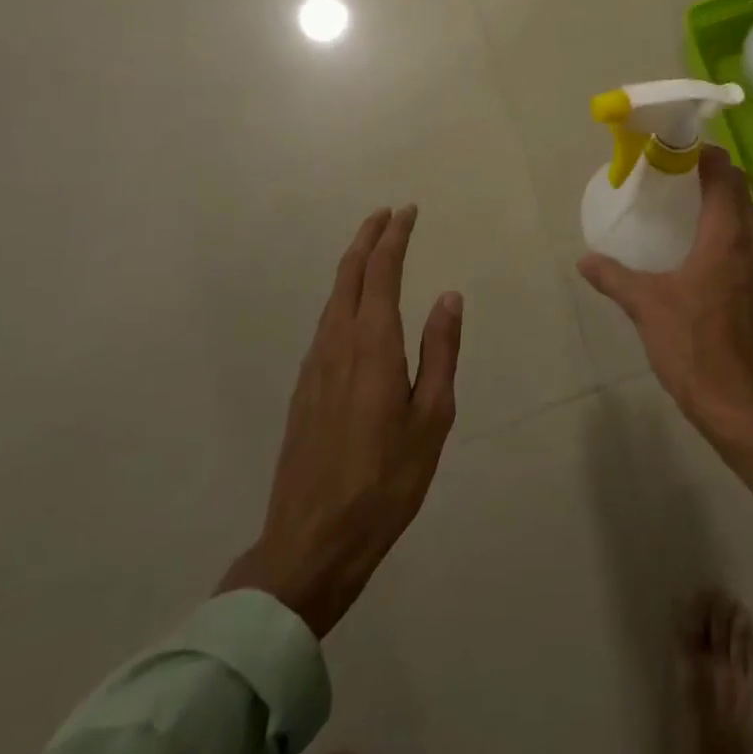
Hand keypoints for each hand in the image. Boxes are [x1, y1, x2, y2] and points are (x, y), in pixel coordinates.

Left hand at [218, 206, 463, 636]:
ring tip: (372, 250)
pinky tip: (352, 308)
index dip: (394, 238)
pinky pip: (325, 324)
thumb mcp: (432, 417)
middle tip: (387, 215)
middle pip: (349, 275)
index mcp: (373, 345)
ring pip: (333, 298)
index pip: (382, 273)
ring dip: (353, 265)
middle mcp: (337, 344)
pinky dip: (343, 297)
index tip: (407, 212)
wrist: (312, 541)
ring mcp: (314, 366)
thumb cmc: (386, 480)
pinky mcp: (303, 389)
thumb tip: (449, 296)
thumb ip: (440, 351)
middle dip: (367, 239)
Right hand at [578, 148, 752, 505]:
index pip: (726, 177)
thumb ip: (613, 277)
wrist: (733, 399)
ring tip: (691, 198)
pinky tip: (702, 241)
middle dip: (718, 172)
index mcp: (724, 237)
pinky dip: (731, 224)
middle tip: (681, 169)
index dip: (708, 155)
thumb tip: (585, 258)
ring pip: (750, 215)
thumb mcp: (645, 305)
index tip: (680, 147)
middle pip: (743, 191)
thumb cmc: (690, 343)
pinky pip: (748, 239)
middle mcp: (748, 244)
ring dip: (728, 198)